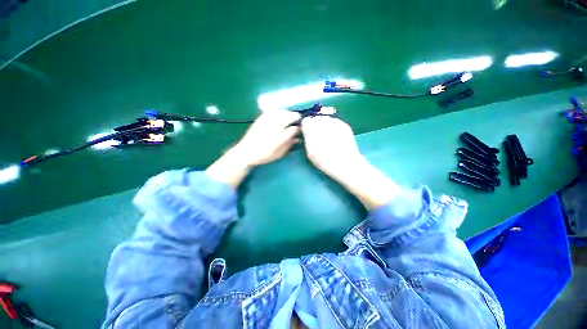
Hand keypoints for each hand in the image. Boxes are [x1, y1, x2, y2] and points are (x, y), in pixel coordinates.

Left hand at [206, 109, 299, 188]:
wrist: (246, 152)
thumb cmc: (263, 156)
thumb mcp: (278, 154)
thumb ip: (289, 145)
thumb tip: (297, 138)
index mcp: (279, 138)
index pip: (293, 129)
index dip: (299, 128)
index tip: (301, 129)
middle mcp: (273, 127)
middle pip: (288, 117)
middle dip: (295, 117)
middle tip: (298, 120)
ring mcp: (266, 121)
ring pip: (281, 112)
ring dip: (287, 113)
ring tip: (290, 117)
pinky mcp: (260, 119)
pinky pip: (272, 111)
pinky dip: (279, 112)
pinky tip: (280, 114)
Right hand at [300, 116, 362, 179]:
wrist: (344, 162)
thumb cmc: (323, 160)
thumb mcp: (309, 151)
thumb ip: (307, 138)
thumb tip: (308, 132)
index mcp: (311, 127)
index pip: (306, 121)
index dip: (307, 128)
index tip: (308, 134)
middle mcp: (322, 121)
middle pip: (316, 119)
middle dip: (316, 126)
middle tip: (319, 137)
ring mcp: (334, 121)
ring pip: (326, 120)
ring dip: (325, 126)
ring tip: (329, 138)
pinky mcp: (344, 124)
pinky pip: (336, 123)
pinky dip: (334, 128)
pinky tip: (337, 138)